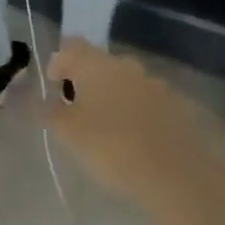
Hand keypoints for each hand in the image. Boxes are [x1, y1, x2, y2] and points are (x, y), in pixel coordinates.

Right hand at [45, 45, 213, 218]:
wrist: (178, 178)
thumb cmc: (112, 148)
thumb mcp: (68, 134)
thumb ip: (50, 113)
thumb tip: (42, 101)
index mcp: (96, 64)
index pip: (71, 46)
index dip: (59, 62)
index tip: (54, 87)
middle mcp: (127, 65)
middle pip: (100, 63)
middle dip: (89, 81)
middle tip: (81, 109)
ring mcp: (158, 84)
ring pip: (128, 82)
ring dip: (117, 96)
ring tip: (112, 127)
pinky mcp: (182, 107)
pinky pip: (152, 102)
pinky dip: (141, 113)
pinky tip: (140, 139)